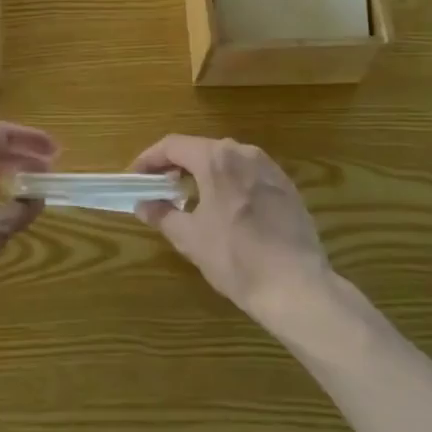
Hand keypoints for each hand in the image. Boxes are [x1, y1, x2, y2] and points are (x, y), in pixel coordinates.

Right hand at [131, 135, 331, 326]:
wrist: (297, 286)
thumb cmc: (236, 258)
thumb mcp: (190, 238)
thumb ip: (162, 215)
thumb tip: (143, 204)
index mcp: (216, 159)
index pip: (173, 145)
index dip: (149, 159)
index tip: (134, 177)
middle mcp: (244, 153)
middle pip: (201, 149)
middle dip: (176, 165)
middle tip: (159, 187)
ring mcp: (270, 168)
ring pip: (227, 160)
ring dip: (204, 173)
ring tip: (190, 198)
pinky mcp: (287, 187)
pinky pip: (248, 174)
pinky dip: (229, 183)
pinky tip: (226, 209)